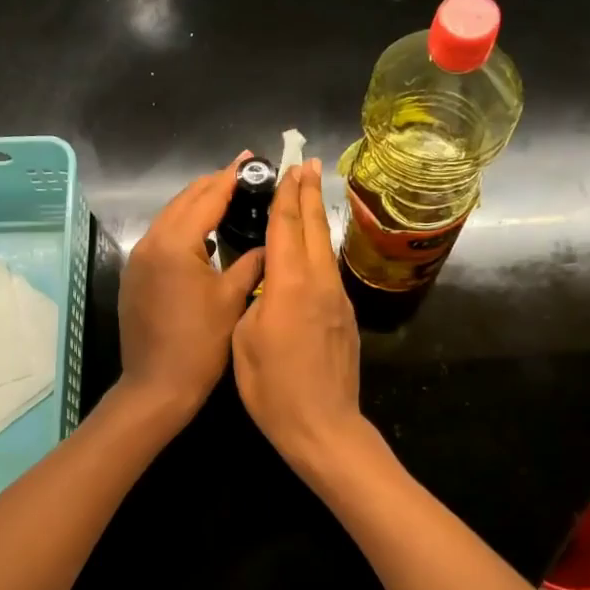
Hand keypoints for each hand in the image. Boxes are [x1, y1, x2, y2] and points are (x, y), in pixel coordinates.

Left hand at [116, 152, 265, 424]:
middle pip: (184, 201)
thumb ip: (251, 263)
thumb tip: (268, 244)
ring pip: (169, 218)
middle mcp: (150, 242)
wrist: (157, 386)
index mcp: (176, 243)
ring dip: (196, 205)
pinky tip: (203, 236)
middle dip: (212, 185)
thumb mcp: (232, 299)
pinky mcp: (134, 277)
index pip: (208, 197)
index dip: (231, 176)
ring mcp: (138, 260)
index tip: (251, 158)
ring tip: (226, 198)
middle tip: (242, 174)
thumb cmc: (200, 344)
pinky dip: (182, 229)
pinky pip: (160, 240)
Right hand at [232, 159, 365, 473]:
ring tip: (312, 195)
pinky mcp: (345, 318)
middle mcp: (319, 283)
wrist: (322, 425)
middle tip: (309, 163)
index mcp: (290, 285)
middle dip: (309, 194)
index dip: (287, 195)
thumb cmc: (272, 387)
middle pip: (314, 229)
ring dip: (317, 219)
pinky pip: (329, 273)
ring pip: (325, 249)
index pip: (287, 228)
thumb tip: (266, 284)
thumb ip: (254, 301)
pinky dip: (319, 250)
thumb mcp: (245, 340)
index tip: (290, 168)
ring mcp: (337, 300)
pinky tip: (313, 251)